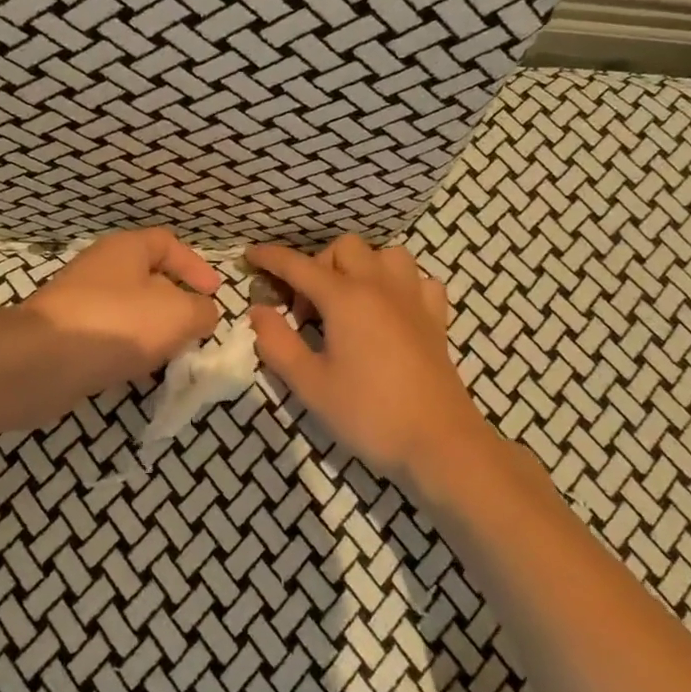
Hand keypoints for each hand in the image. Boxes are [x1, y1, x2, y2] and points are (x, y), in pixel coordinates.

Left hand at [23, 229, 222, 395]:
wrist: (40, 363)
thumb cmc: (116, 324)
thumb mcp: (178, 314)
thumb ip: (201, 311)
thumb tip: (202, 314)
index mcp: (125, 249)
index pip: (167, 243)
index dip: (195, 265)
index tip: (214, 294)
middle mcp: (100, 269)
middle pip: (148, 279)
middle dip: (176, 304)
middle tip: (196, 330)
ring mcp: (79, 303)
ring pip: (129, 313)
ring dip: (153, 333)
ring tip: (172, 357)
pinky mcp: (66, 337)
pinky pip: (108, 339)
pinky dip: (127, 353)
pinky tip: (138, 374)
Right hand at [248, 236, 487, 480]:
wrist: (439, 443)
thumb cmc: (368, 414)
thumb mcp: (310, 385)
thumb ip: (277, 344)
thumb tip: (258, 311)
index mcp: (346, 299)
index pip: (299, 266)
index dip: (271, 258)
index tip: (250, 255)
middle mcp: (381, 287)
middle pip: (344, 248)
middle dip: (317, 266)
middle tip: (306, 310)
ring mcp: (414, 299)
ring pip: (386, 254)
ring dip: (361, 267)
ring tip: (348, 301)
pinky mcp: (436, 319)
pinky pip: (418, 280)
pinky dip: (399, 285)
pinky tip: (390, 311)